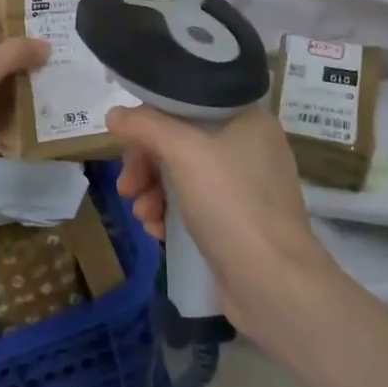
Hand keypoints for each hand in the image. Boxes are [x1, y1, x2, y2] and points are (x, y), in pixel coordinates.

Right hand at [106, 104, 328, 340]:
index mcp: (247, 118)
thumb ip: (145, 125)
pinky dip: (170, 212)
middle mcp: (249, 146)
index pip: (186, 103)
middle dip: (146, 163)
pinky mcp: (237, 221)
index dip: (151, 119)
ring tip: (142, 215)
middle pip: (180, 140)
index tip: (126, 143)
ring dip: (153, 191)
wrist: (273, 283)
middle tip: (127, 187)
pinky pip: (193, 203)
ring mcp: (245, 186)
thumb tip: (114, 114)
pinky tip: (157, 230)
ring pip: (182, 174)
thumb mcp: (183, 152)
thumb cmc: (231, 204)